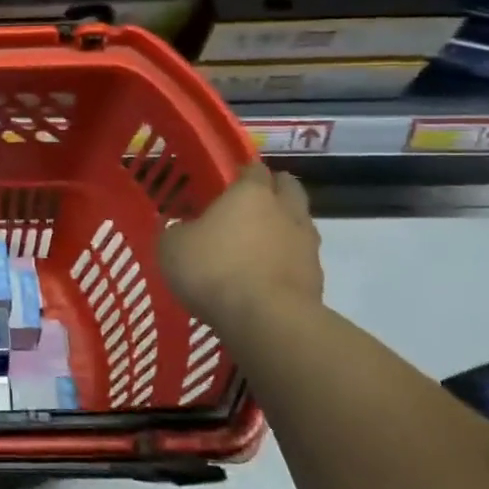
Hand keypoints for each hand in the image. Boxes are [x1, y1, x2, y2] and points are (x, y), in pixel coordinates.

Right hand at [158, 163, 322, 331]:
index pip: (253, 169)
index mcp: (250, 194)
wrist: (266, 320)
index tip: (228, 181)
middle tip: (251, 203)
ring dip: (284, 226)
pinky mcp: (316, 277)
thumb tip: (181, 230)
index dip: (242, 172)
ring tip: (259, 243)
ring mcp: (306, 244)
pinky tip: (267, 275)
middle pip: (288, 188)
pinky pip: (301, 258)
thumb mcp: (171, 247)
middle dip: (274, 189)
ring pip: (299, 223)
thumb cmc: (213, 270)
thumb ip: (177, 232)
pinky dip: (287, 260)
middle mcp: (285, 210)